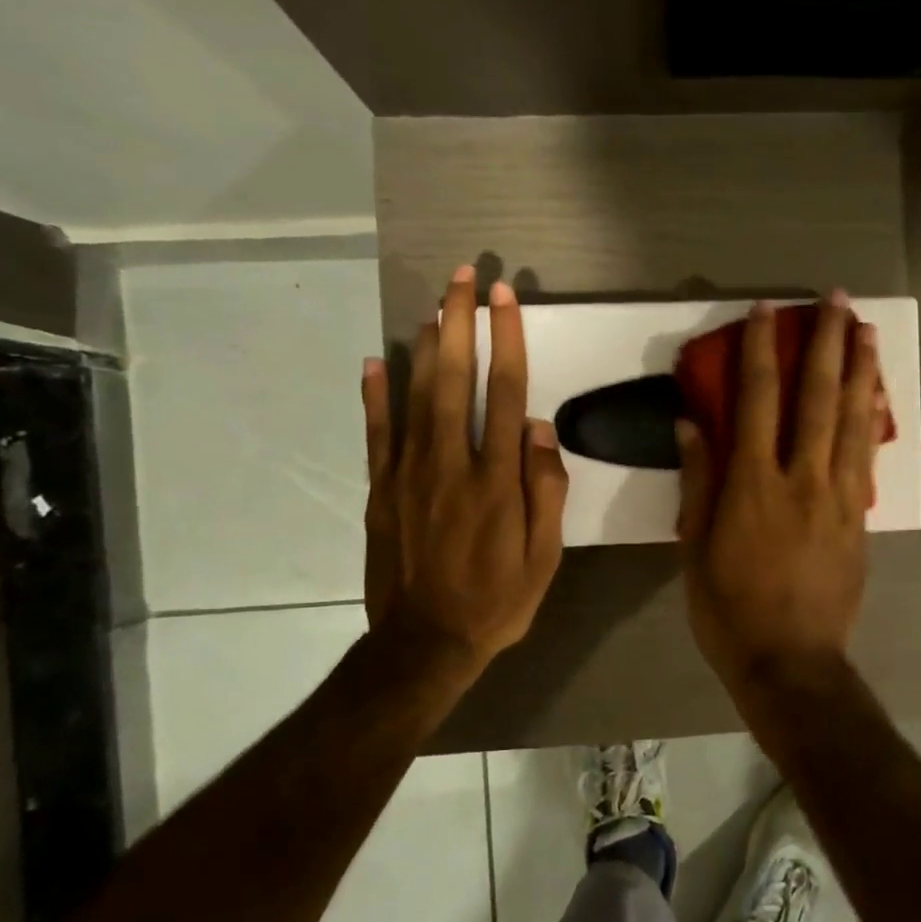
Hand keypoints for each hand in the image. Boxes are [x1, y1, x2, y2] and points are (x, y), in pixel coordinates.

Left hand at [361, 267, 567, 680]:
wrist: (425, 645)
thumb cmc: (497, 601)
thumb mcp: (545, 557)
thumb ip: (546, 490)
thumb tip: (542, 429)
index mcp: (497, 480)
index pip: (506, 394)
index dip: (507, 341)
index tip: (506, 299)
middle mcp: (451, 464)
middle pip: (455, 380)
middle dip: (460, 323)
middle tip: (464, 276)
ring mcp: (408, 474)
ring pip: (415, 396)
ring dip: (425, 345)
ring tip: (433, 304)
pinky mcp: (380, 490)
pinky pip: (377, 433)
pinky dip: (373, 395)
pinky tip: (374, 360)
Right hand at [676, 293, 882, 693]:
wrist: (792, 662)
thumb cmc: (729, 610)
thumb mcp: (695, 549)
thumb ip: (698, 482)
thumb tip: (693, 423)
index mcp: (752, 485)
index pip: (757, 400)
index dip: (761, 350)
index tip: (766, 312)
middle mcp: (801, 478)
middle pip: (817, 397)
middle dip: (825, 343)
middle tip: (836, 300)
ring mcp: (837, 497)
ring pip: (852, 420)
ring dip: (860, 370)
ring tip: (866, 329)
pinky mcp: (858, 518)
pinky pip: (866, 457)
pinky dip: (871, 419)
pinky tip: (876, 395)